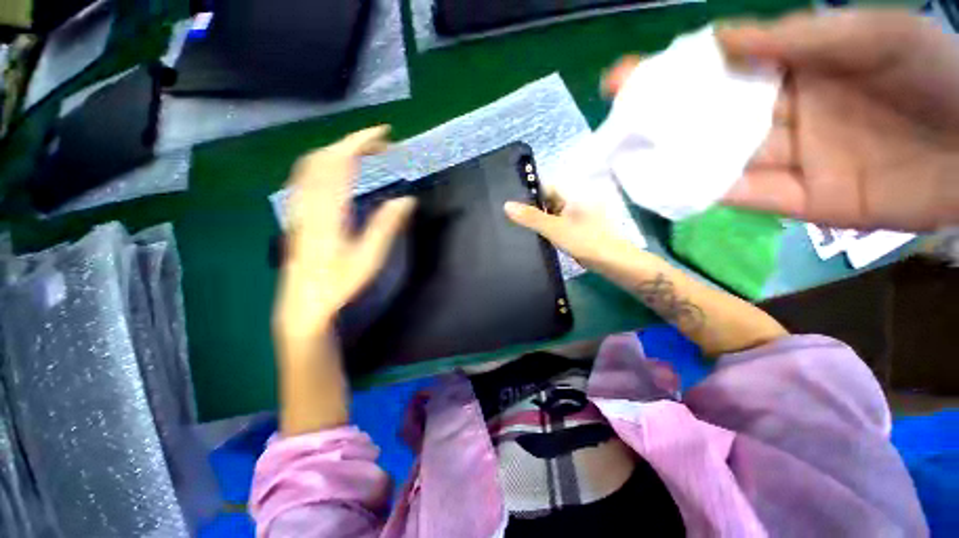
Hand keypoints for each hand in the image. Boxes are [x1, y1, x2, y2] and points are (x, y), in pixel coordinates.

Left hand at [274, 126, 415, 344]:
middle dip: (352, 142)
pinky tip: (334, 172)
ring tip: (361, 153)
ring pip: (310, 165)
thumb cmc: (338, 284)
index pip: (341, 162)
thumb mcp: (369, 258)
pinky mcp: (297, 215)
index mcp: (328, 210)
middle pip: (323, 157)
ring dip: (336, 151)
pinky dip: (322, 164)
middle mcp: (309, 202)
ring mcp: (299, 207)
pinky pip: (304, 178)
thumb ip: (387, 226)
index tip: (384, 133)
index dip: (362, 141)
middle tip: (379, 144)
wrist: (304, 304)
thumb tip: (407, 199)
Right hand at [504, 187, 635, 265]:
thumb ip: (531, 218)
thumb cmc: (585, 241)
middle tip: (509, 214)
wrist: (612, 262)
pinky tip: (534, 236)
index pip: (545, 187)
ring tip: (516, 224)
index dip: (528, 190)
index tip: (510, 198)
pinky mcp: (575, 231)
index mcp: (571, 196)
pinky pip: (556, 225)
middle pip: (547, 201)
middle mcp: (573, 204)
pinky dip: (546, 229)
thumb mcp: (554, 228)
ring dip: (538, 219)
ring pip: (551, 214)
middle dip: (531, 207)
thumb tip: (506, 205)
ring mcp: (575, 218)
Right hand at [605, 10, 958, 230]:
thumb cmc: (936, 76)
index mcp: (797, 70)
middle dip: (661, 120)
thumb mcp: (872, 36)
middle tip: (615, 122)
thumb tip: (719, 42)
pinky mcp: (800, 201)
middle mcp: (784, 115)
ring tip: (626, 160)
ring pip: (719, 160)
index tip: (626, 77)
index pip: (722, 69)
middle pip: (711, 118)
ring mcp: (790, 161)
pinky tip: (669, 190)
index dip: (674, 71)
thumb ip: (798, 38)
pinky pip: (745, 195)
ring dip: (674, 161)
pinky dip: (707, 193)